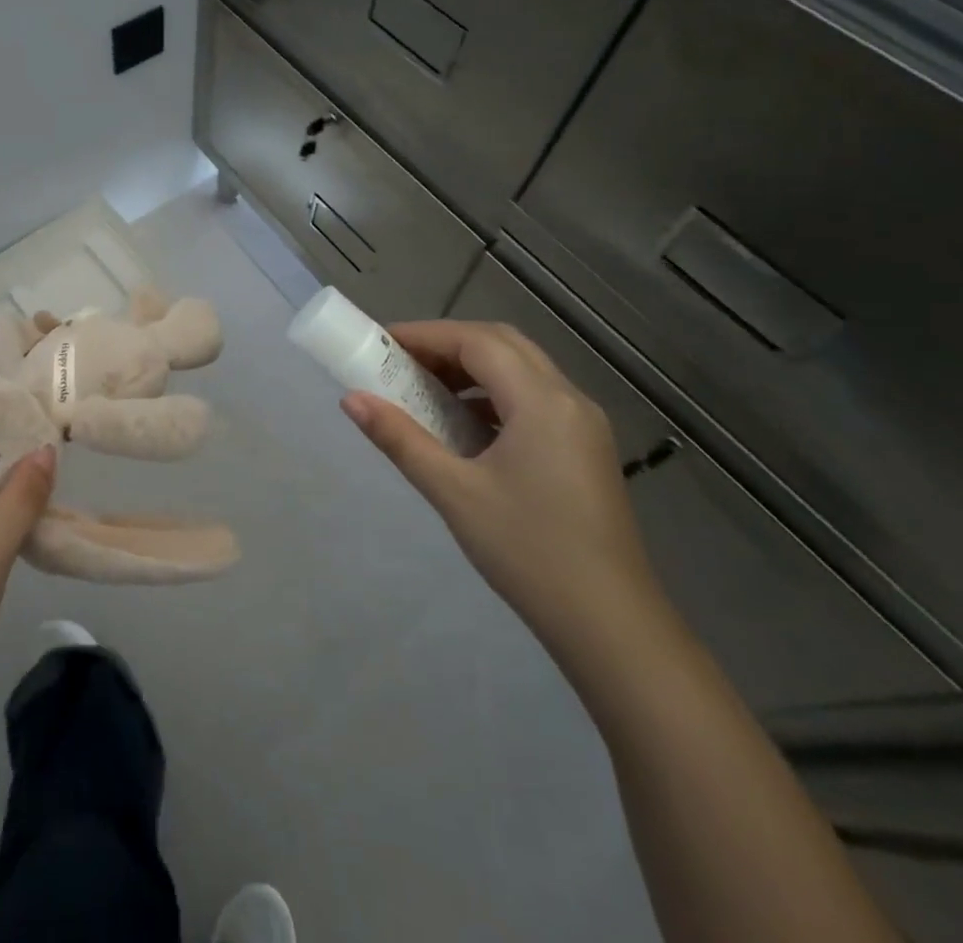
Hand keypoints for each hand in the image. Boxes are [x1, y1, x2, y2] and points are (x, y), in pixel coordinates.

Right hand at [341, 321, 665, 658]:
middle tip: (401, 362)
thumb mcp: (453, 492)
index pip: (477, 341)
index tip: (381, 343)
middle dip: (448, 344)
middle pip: (503, 344)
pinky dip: (493, 395)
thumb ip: (400, 438)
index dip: (426, 335)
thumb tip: (351, 399)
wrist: (611, 627)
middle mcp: (570, 400)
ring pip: (522, 370)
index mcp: (542, 402)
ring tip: (425, 391)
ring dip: (472, 368)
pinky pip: (534, 399)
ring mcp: (583, 425)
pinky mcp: (585, 450)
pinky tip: (465, 426)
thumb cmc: (528, 551)